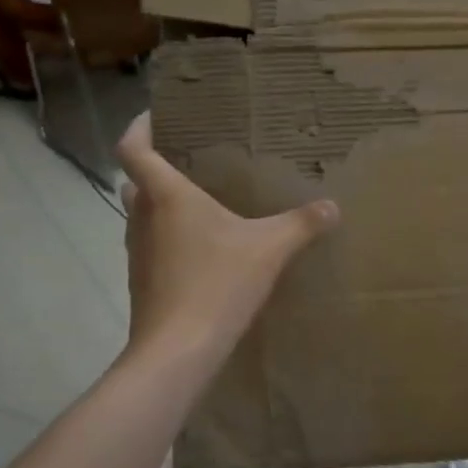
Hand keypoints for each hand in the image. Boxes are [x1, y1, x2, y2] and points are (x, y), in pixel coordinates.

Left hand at [116, 114, 338, 367]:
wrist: (178, 351)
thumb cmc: (217, 284)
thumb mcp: (269, 249)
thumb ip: (301, 224)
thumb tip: (333, 206)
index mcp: (167, 197)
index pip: (134, 149)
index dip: (139, 127)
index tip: (157, 115)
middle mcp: (144, 218)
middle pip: (137, 182)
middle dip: (156, 167)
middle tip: (191, 161)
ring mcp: (138, 253)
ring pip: (142, 216)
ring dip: (162, 205)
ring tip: (201, 203)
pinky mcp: (142, 282)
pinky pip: (153, 246)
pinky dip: (169, 238)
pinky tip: (202, 251)